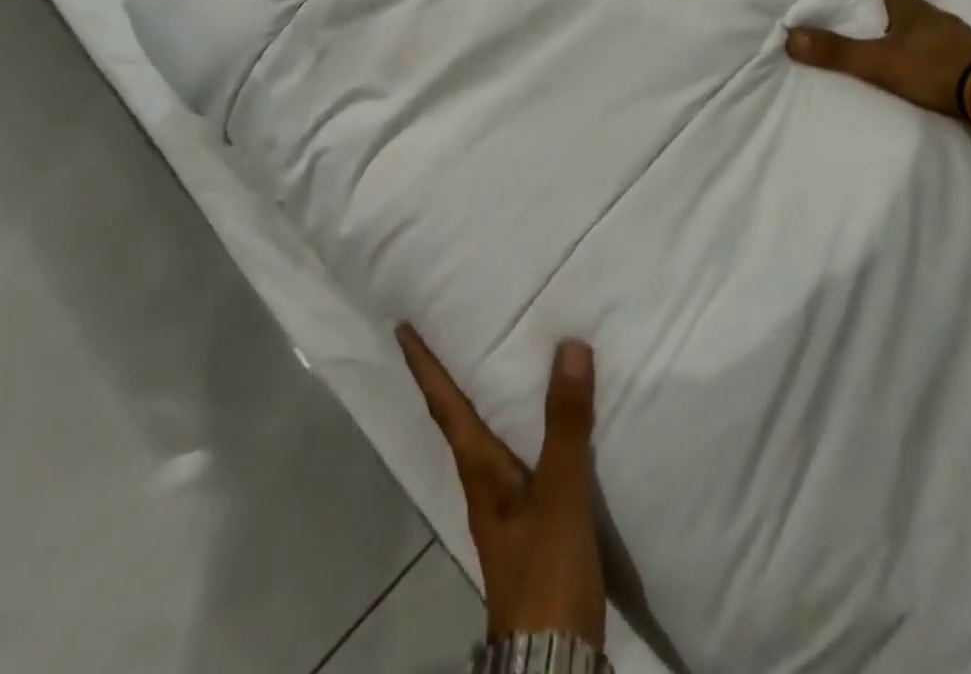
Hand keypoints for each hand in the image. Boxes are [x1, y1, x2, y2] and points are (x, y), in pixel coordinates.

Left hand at [397, 325, 607, 648]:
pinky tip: (542, 423)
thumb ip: (565, 424)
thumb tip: (569, 345)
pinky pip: (517, 455)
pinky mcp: (528, 523)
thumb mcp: (559, 494)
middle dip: (449, 376)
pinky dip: (520, 425)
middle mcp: (483, 482)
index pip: (445, 405)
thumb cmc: (545, 572)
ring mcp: (504, 506)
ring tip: (494, 361)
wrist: (553, 661)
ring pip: (485, 436)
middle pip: (458, 418)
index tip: (402, 329)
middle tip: (447, 331)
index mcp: (479, 470)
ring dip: (481, 398)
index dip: (424, 366)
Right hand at [785, 0, 970, 119]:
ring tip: (877, 27)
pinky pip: (931, 46)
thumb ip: (837, 52)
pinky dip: (914, 46)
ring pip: (916, 23)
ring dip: (896, 21)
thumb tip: (788, 37)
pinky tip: (909, 58)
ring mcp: (952, 38)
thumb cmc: (937, 68)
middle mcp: (932, 17)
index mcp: (911, 9)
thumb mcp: (881, 61)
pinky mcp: (964, 61)